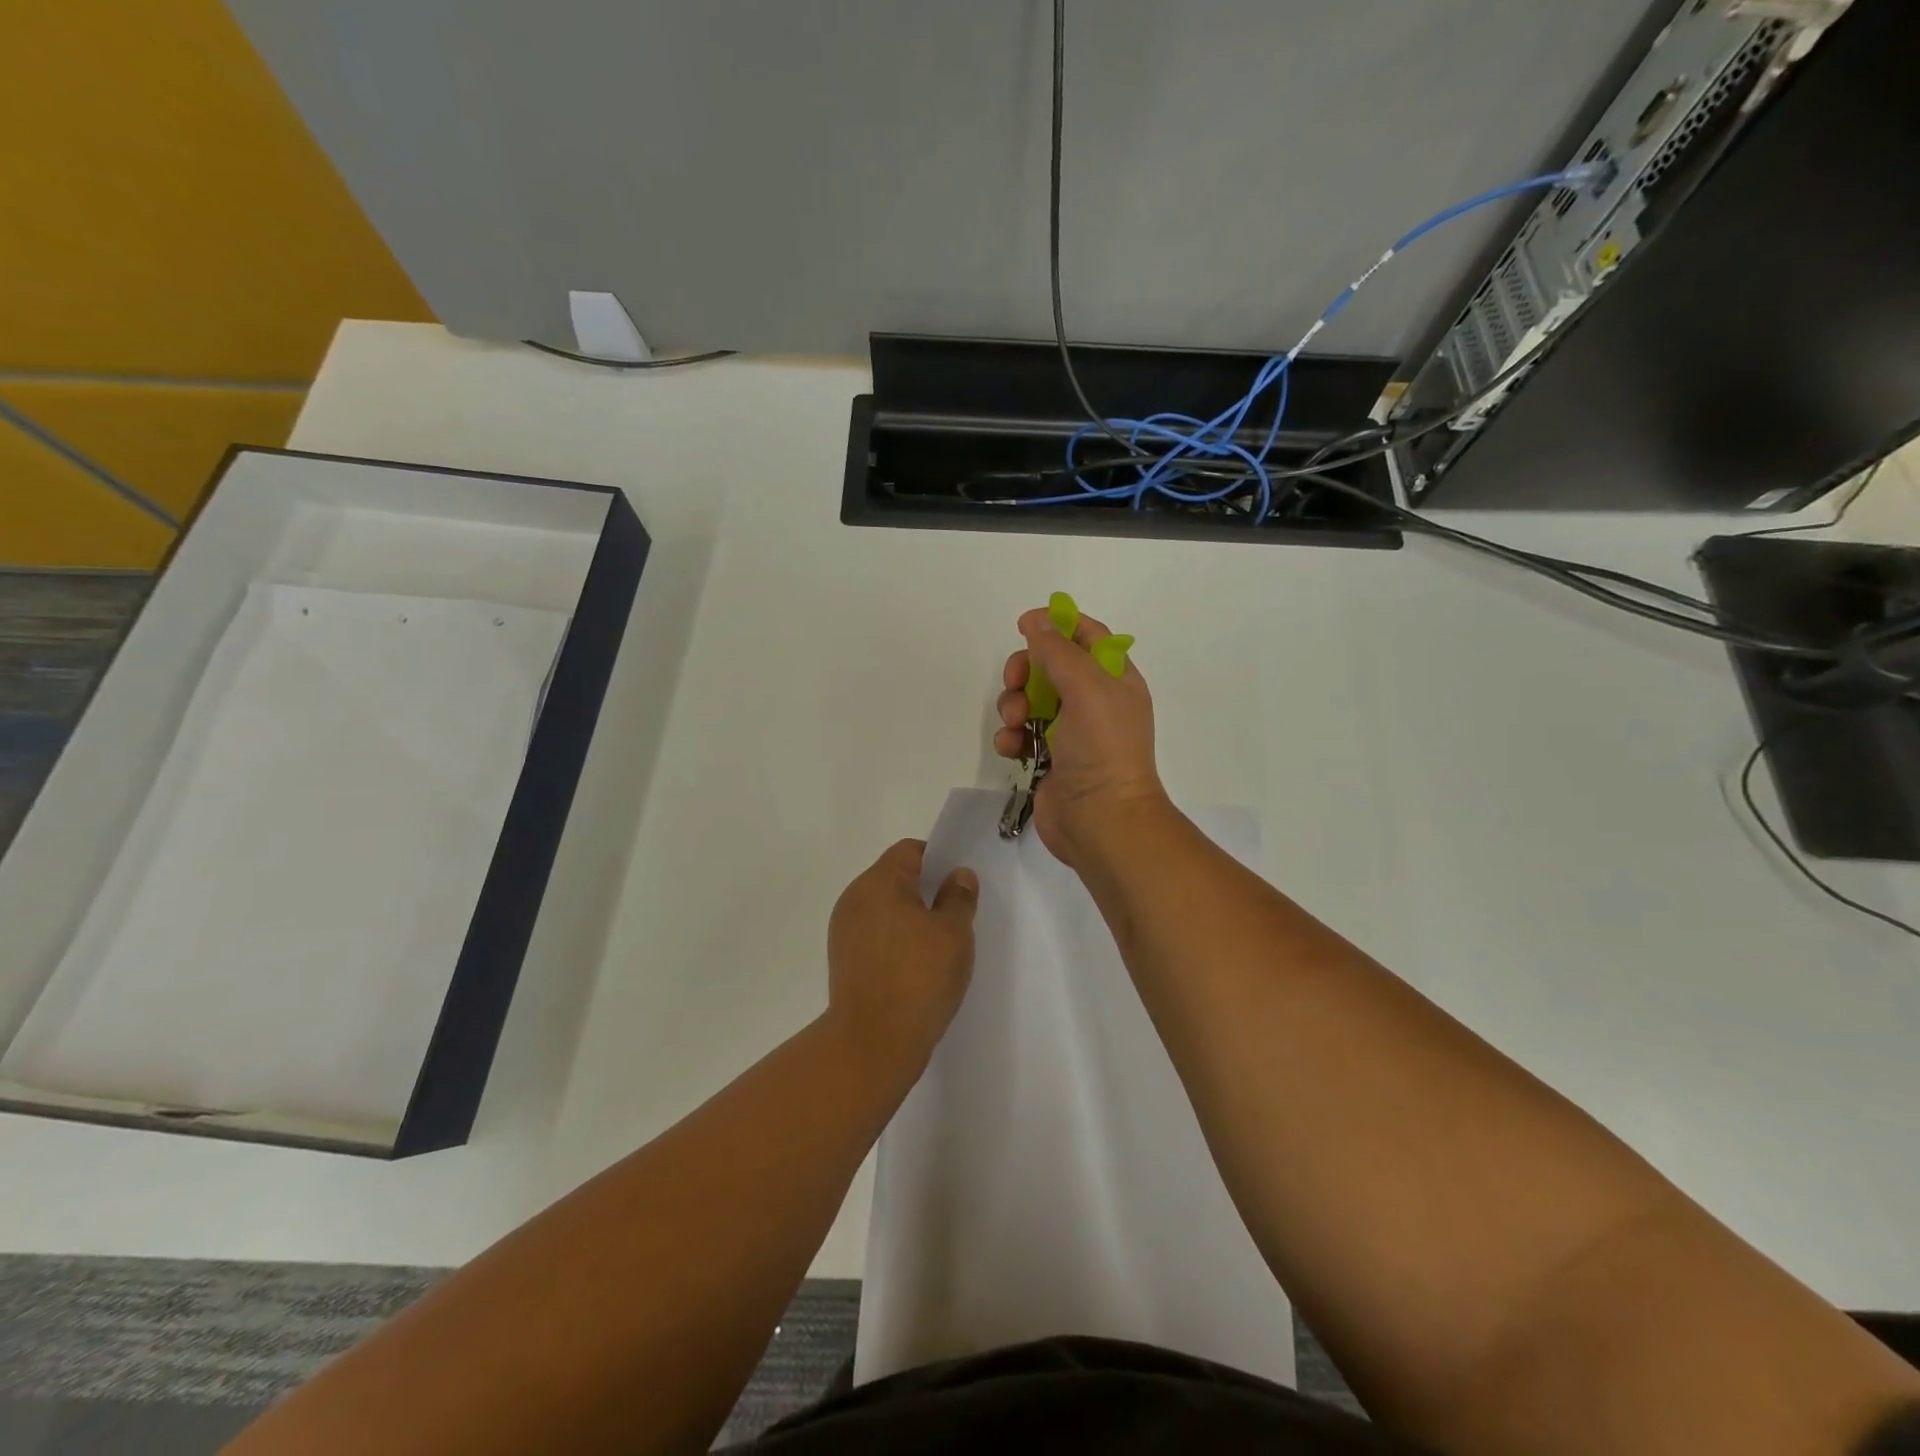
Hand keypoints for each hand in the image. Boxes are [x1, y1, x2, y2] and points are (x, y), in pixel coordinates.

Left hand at [826, 840, 977, 1077]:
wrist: (873, 1043)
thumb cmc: (919, 978)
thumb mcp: (954, 933)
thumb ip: (959, 897)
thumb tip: (958, 875)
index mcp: (879, 881)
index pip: (909, 850)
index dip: (938, 859)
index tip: (959, 884)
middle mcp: (855, 898)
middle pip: (894, 878)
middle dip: (925, 891)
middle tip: (955, 916)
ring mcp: (844, 930)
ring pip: (884, 908)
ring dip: (909, 918)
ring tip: (937, 946)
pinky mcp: (843, 959)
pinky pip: (874, 935)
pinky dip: (895, 941)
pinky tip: (915, 966)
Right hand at [995, 604, 1170, 866]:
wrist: (1101, 819)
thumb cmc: (1102, 746)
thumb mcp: (1086, 686)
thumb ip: (1058, 650)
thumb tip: (1036, 622)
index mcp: (1114, 679)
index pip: (1087, 636)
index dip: (1057, 624)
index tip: (1024, 624)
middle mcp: (1094, 701)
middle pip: (1049, 666)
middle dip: (1025, 670)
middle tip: (1015, 683)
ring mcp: (1070, 732)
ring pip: (1029, 699)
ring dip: (1013, 705)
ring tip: (1016, 725)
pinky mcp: (1048, 758)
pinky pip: (1020, 734)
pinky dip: (1011, 736)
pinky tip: (1011, 748)